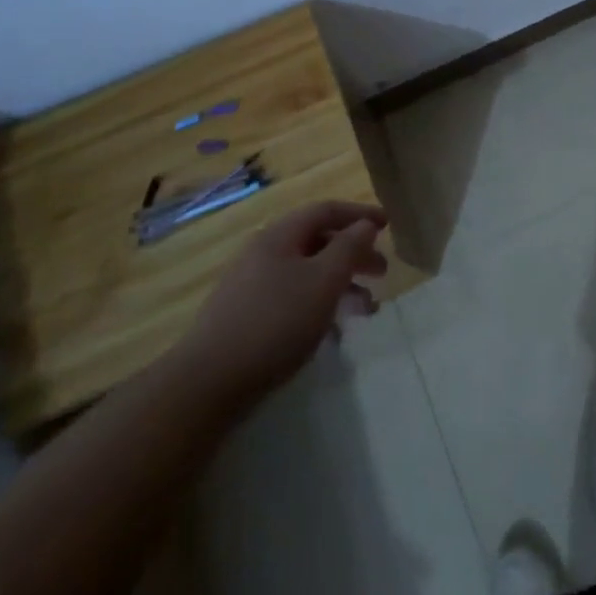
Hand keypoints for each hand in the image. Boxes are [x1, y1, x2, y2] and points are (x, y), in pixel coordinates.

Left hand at [171, 201, 388, 407]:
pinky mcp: (245, 317)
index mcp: (280, 235)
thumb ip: (349, 248)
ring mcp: (250, 285)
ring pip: (306, 273)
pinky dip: (318, 304)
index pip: (326, 210)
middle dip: (353, 254)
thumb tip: (365, 225)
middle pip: (317, 241)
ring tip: (365, 310)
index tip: (388, 225)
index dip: (359, 214)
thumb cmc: (275, 322)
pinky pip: (292, 297)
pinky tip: (332, 331)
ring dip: (340, 284)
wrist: (207, 384)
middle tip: (382, 272)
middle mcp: (263, 252)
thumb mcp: (324, 281)